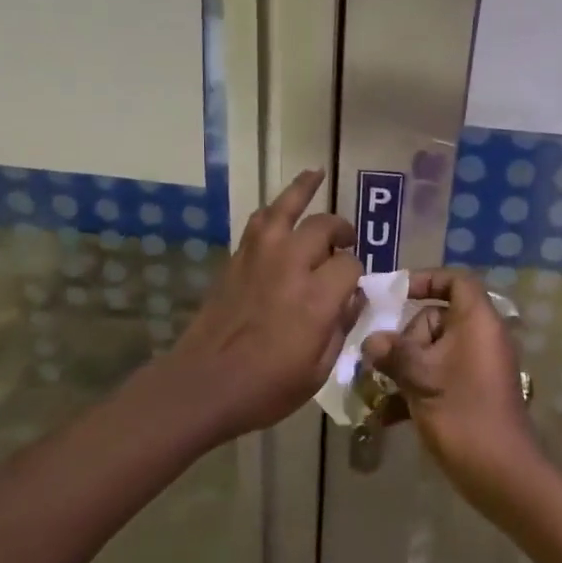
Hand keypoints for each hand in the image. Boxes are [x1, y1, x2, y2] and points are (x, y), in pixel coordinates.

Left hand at [160, 169, 362, 442]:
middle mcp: (290, 265)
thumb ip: (341, 327)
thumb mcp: (319, 370)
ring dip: (304, 189)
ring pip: (286, 207)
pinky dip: (274, 209)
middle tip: (346, 242)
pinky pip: (259, 221)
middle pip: (324, 227)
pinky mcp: (236, 259)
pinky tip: (280, 208)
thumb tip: (353, 298)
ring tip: (317, 175)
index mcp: (316, 297)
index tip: (354, 290)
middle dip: (341, 232)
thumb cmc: (267, 387)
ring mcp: (259, 257)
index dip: (357, 274)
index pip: (350, 264)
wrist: (204, 384)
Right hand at [360, 269, 540, 501]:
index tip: (395, 294)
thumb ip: (393, 353)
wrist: (499, 471)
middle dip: (406, 338)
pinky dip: (417, 388)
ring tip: (380, 390)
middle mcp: (482, 337)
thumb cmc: (461, 413)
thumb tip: (372, 341)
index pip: (456, 281)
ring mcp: (478, 366)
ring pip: (434, 351)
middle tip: (386, 363)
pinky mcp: (473, 391)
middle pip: (437, 318)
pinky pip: (440, 375)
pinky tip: (389, 414)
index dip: (426, 280)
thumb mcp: (420, 378)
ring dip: (405, 367)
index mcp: (477, 321)